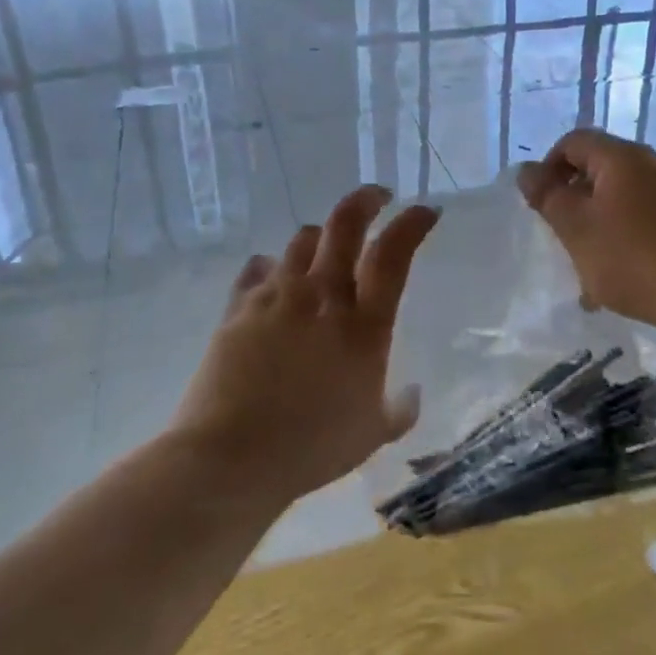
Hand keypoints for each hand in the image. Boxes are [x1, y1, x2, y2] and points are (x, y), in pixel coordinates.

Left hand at [170, 186, 438, 501]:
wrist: (230, 456)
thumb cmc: (311, 448)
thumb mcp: (372, 435)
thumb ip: (399, 409)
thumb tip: (412, 393)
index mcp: (363, 324)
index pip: (393, 254)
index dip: (412, 224)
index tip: (425, 210)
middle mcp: (322, 296)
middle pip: (345, 225)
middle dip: (366, 200)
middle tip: (377, 197)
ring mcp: (277, 296)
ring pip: (302, 240)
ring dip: (320, 237)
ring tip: (325, 247)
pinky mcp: (239, 307)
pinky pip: (258, 269)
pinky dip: (272, 267)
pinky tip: (273, 278)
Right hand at [516, 129, 655, 336]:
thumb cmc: (634, 259)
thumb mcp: (577, 228)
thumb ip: (547, 196)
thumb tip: (527, 172)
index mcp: (622, 158)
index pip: (573, 142)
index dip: (548, 168)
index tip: (541, 206)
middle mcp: (651, 166)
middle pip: (596, 170)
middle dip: (572, 201)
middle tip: (562, 238)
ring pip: (617, 200)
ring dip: (595, 227)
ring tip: (587, 268)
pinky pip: (641, 221)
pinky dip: (621, 241)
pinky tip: (617, 280)